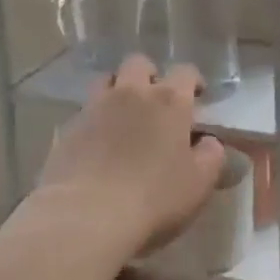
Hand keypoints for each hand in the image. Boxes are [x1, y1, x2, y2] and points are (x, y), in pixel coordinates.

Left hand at [36, 55, 227, 250]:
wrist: (85, 216)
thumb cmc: (154, 198)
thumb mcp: (199, 183)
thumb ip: (211, 156)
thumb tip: (209, 142)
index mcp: (169, 100)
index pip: (185, 71)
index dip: (193, 81)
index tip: (197, 98)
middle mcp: (132, 93)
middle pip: (139, 63)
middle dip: (149, 75)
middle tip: (155, 101)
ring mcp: (95, 107)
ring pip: (106, 80)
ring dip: (117, 89)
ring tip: (123, 116)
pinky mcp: (67, 128)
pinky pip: (84, 111)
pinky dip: (94, 119)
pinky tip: (98, 144)